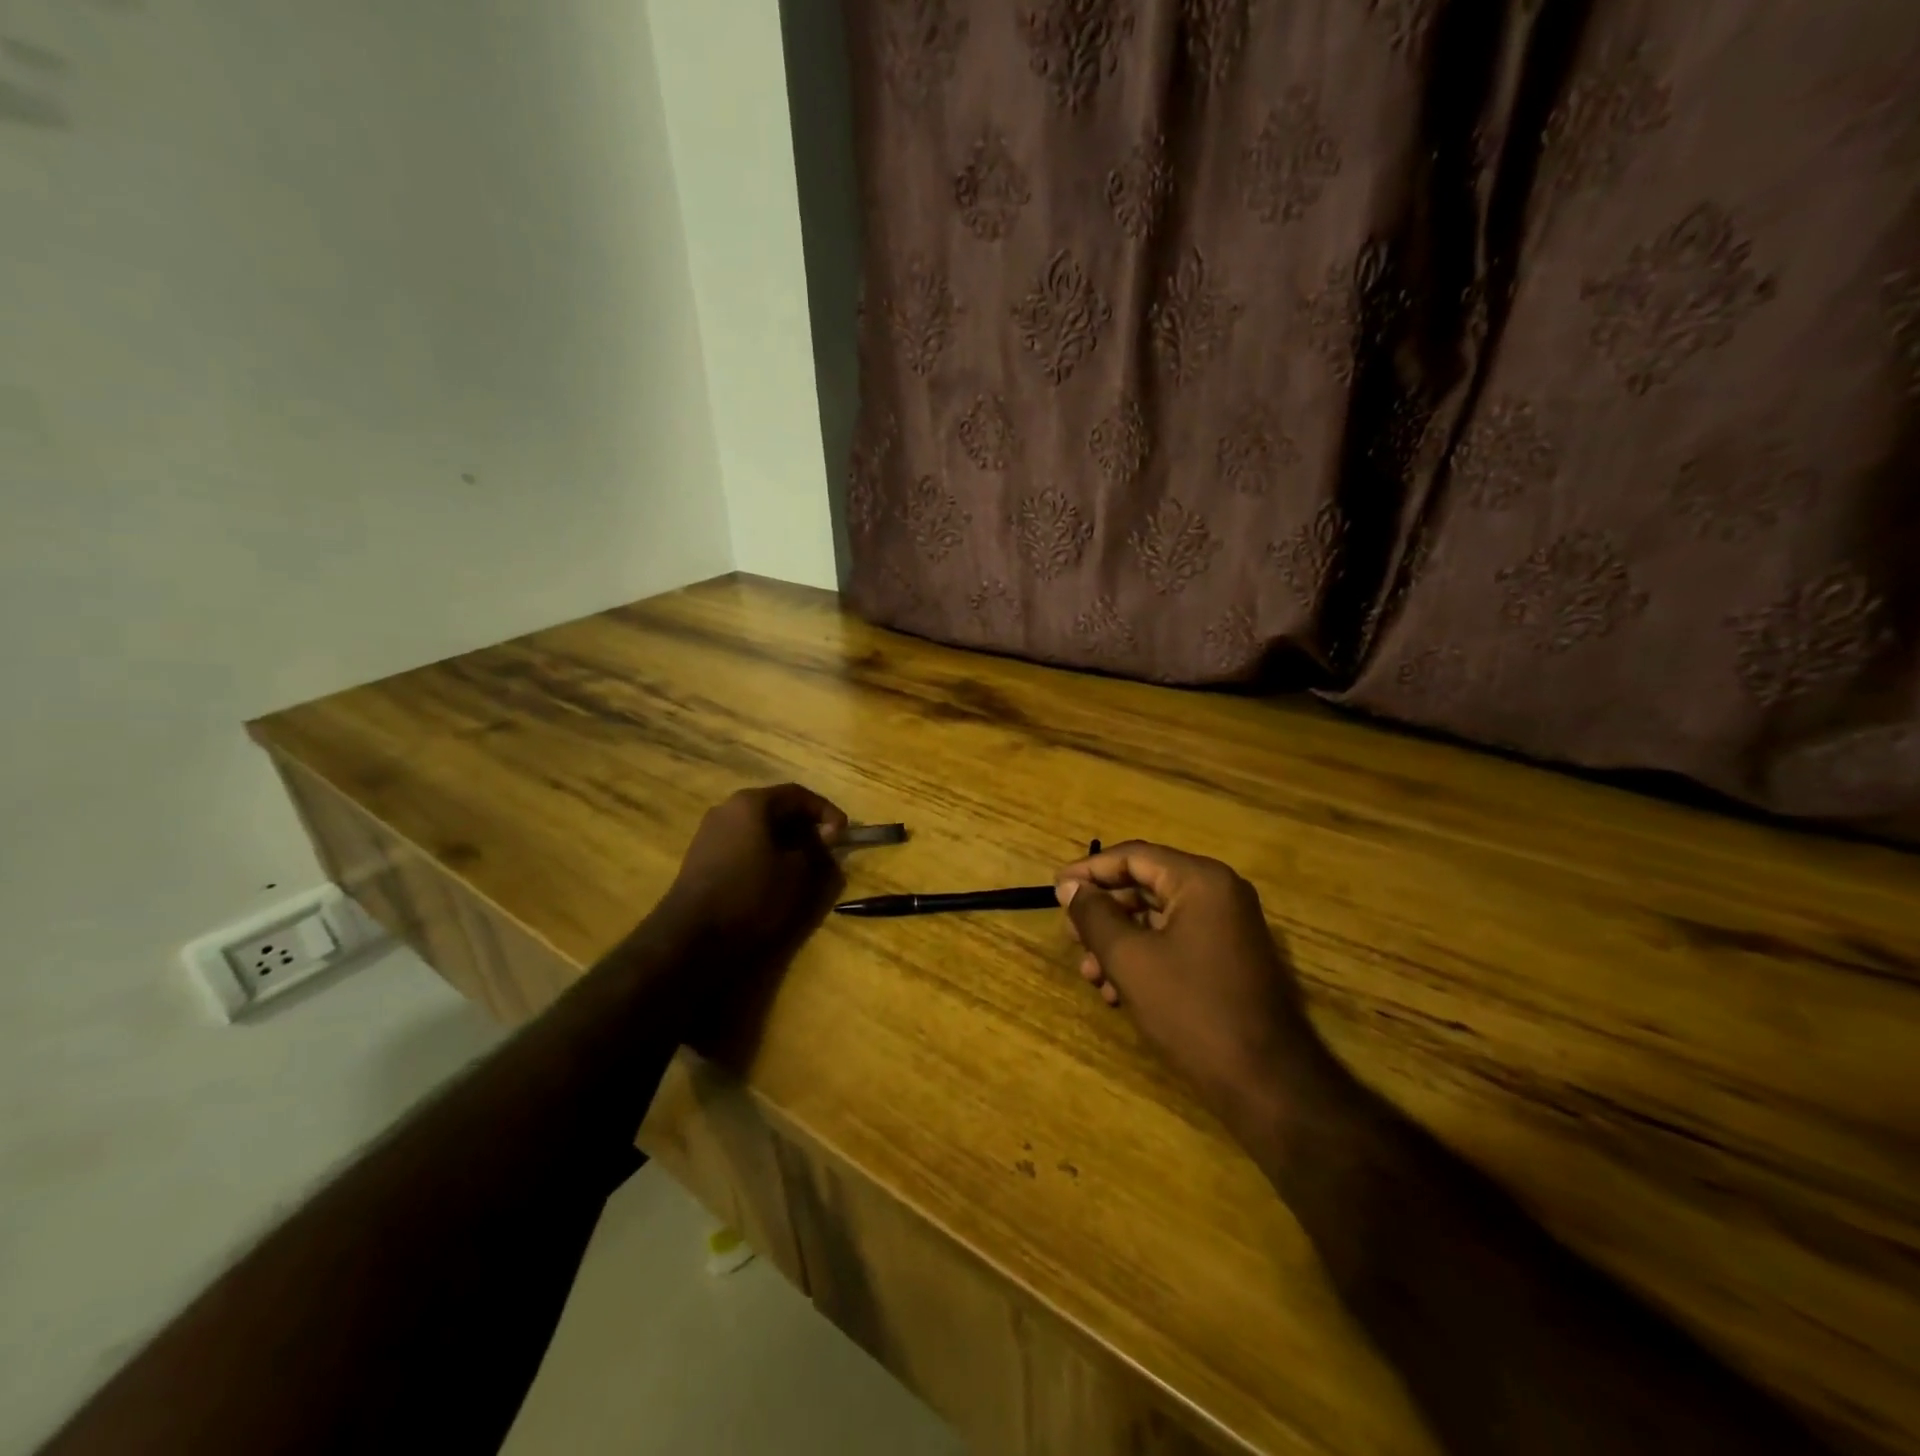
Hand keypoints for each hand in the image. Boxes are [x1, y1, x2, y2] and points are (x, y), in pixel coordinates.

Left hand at [657, 784, 847, 963]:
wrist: (692, 936)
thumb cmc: (752, 895)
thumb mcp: (798, 873)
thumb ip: (817, 849)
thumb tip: (824, 838)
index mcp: (751, 804)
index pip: (798, 794)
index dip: (826, 811)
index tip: (844, 833)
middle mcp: (727, 809)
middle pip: (776, 808)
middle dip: (804, 826)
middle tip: (826, 848)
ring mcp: (710, 833)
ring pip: (759, 828)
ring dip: (785, 842)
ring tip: (804, 866)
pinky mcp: (702, 858)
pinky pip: (743, 845)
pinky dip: (764, 854)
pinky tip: (775, 877)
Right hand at [1055, 841, 1328, 1133]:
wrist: (1265, 1082)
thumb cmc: (1191, 1009)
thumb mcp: (1130, 958)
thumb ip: (1094, 915)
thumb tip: (1070, 886)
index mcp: (1201, 881)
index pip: (1134, 856)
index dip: (1090, 871)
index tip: (1056, 890)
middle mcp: (1219, 894)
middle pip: (1145, 886)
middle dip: (1103, 912)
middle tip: (1070, 936)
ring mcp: (1228, 928)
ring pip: (1157, 919)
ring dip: (1118, 941)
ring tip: (1091, 974)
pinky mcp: (1229, 959)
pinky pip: (1176, 942)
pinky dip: (1144, 958)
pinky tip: (1118, 992)